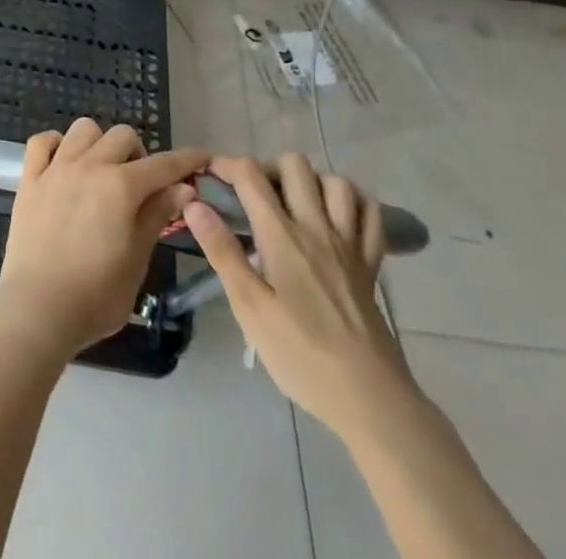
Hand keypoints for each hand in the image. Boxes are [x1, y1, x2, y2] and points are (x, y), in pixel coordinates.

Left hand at [0, 119, 207, 360]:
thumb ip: (157, 216)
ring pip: (83, 129)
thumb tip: (183, 189)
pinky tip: (63, 164)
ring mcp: (56, 168)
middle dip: (139, 154)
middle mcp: (89, 165)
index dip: (186, 160)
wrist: (38, 307)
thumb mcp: (137, 259)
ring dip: (99, 143)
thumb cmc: (96, 294)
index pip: (163, 165)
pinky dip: (56, 145)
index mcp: (121, 186)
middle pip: (122, 136)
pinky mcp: (29, 177)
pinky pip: (42, 141)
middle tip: (139, 185)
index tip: (201, 158)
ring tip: (101, 172)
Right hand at [184, 154, 417, 440]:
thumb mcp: (249, 308)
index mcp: (282, 236)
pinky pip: (370, 214)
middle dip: (267, 167)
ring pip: (335, 182)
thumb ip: (222, 250)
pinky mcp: (371, 264)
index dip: (225, 164)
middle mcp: (317, 227)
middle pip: (294, 165)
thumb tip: (194, 203)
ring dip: (311, 182)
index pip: (250, 175)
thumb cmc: (301, 355)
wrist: (371, 401)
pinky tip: (336, 215)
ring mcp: (349, 244)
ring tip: (292, 202)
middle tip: (251, 194)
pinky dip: (353, 203)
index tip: (208, 175)